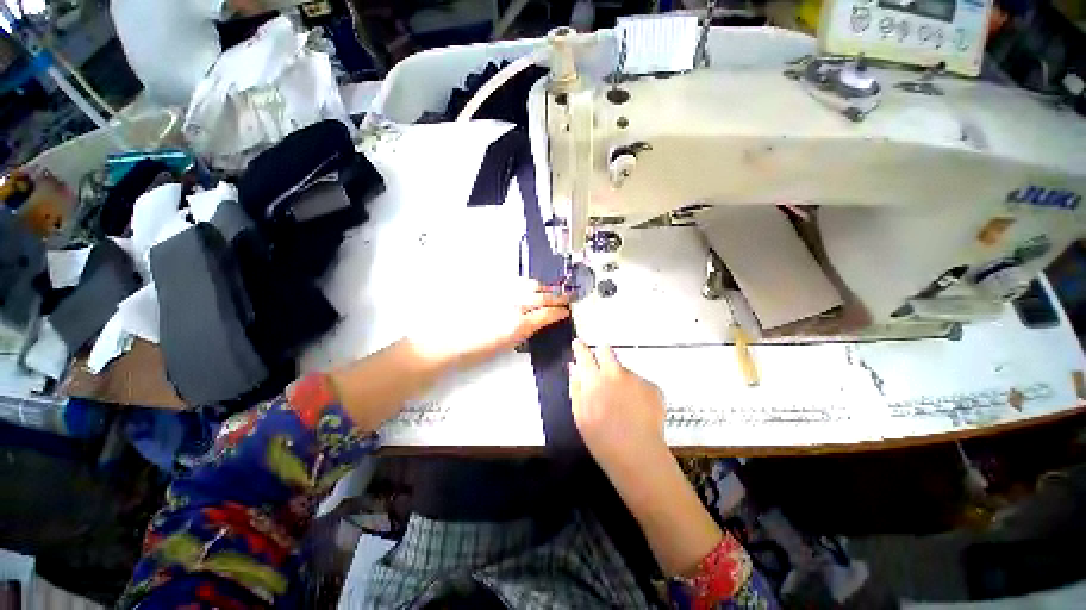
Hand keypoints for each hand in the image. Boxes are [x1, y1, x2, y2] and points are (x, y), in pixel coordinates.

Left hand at [408, 278, 569, 369]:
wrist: (444, 338)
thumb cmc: (474, 349)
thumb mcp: (505, 345)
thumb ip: (525, 330)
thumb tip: (537, 321)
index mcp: (519, 324)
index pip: (547, 313)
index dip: (559, 312)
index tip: (565, 312)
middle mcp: (514, 304)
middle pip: (543, 295)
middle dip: (557, 296)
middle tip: (566, 297)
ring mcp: (503, 292)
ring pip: (530, 284)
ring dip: (543, 287)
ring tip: (549, 290)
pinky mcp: (492, 286)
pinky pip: (515, 281)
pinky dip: (526, 284)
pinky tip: (528, 287)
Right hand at [570, 339, 666, 473]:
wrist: (637, 455)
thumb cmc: (601, 439)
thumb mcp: (580, 414)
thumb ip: (576, 386)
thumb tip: (574, 367)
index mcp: (594, 379)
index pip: (584, 354)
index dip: (580, 347)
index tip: (578, 343)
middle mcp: (615, 372)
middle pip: (607, 351)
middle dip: (603, 354)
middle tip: (602, 368)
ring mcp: (636, 378)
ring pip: (624, 371)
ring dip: (621, 379)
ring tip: (624, 404)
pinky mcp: (652, 387)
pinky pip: (640, 383)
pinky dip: (637, 392)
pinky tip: (637, 410)